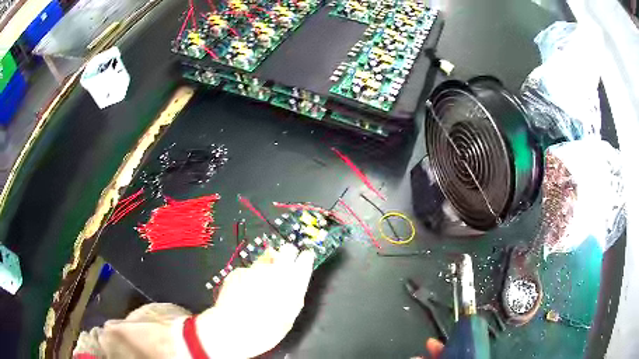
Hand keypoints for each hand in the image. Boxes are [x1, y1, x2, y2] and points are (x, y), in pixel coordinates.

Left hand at [197, 244, 315, 357]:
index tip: (302, 261)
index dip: (304, 259)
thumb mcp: (290, 315)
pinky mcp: (238, 271)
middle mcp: (276, 269)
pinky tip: (242, 293)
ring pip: (265, 260)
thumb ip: (293, 294)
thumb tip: (293, 283)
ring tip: (257, 288)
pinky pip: (248, 271)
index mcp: (294, 282)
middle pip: (287, 249)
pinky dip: (247, 278)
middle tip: (281, 269)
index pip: (305, 258)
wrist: (234, 329)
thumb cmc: (268, 329)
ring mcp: (256, 268)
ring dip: (265, 269)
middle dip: (286, 255)